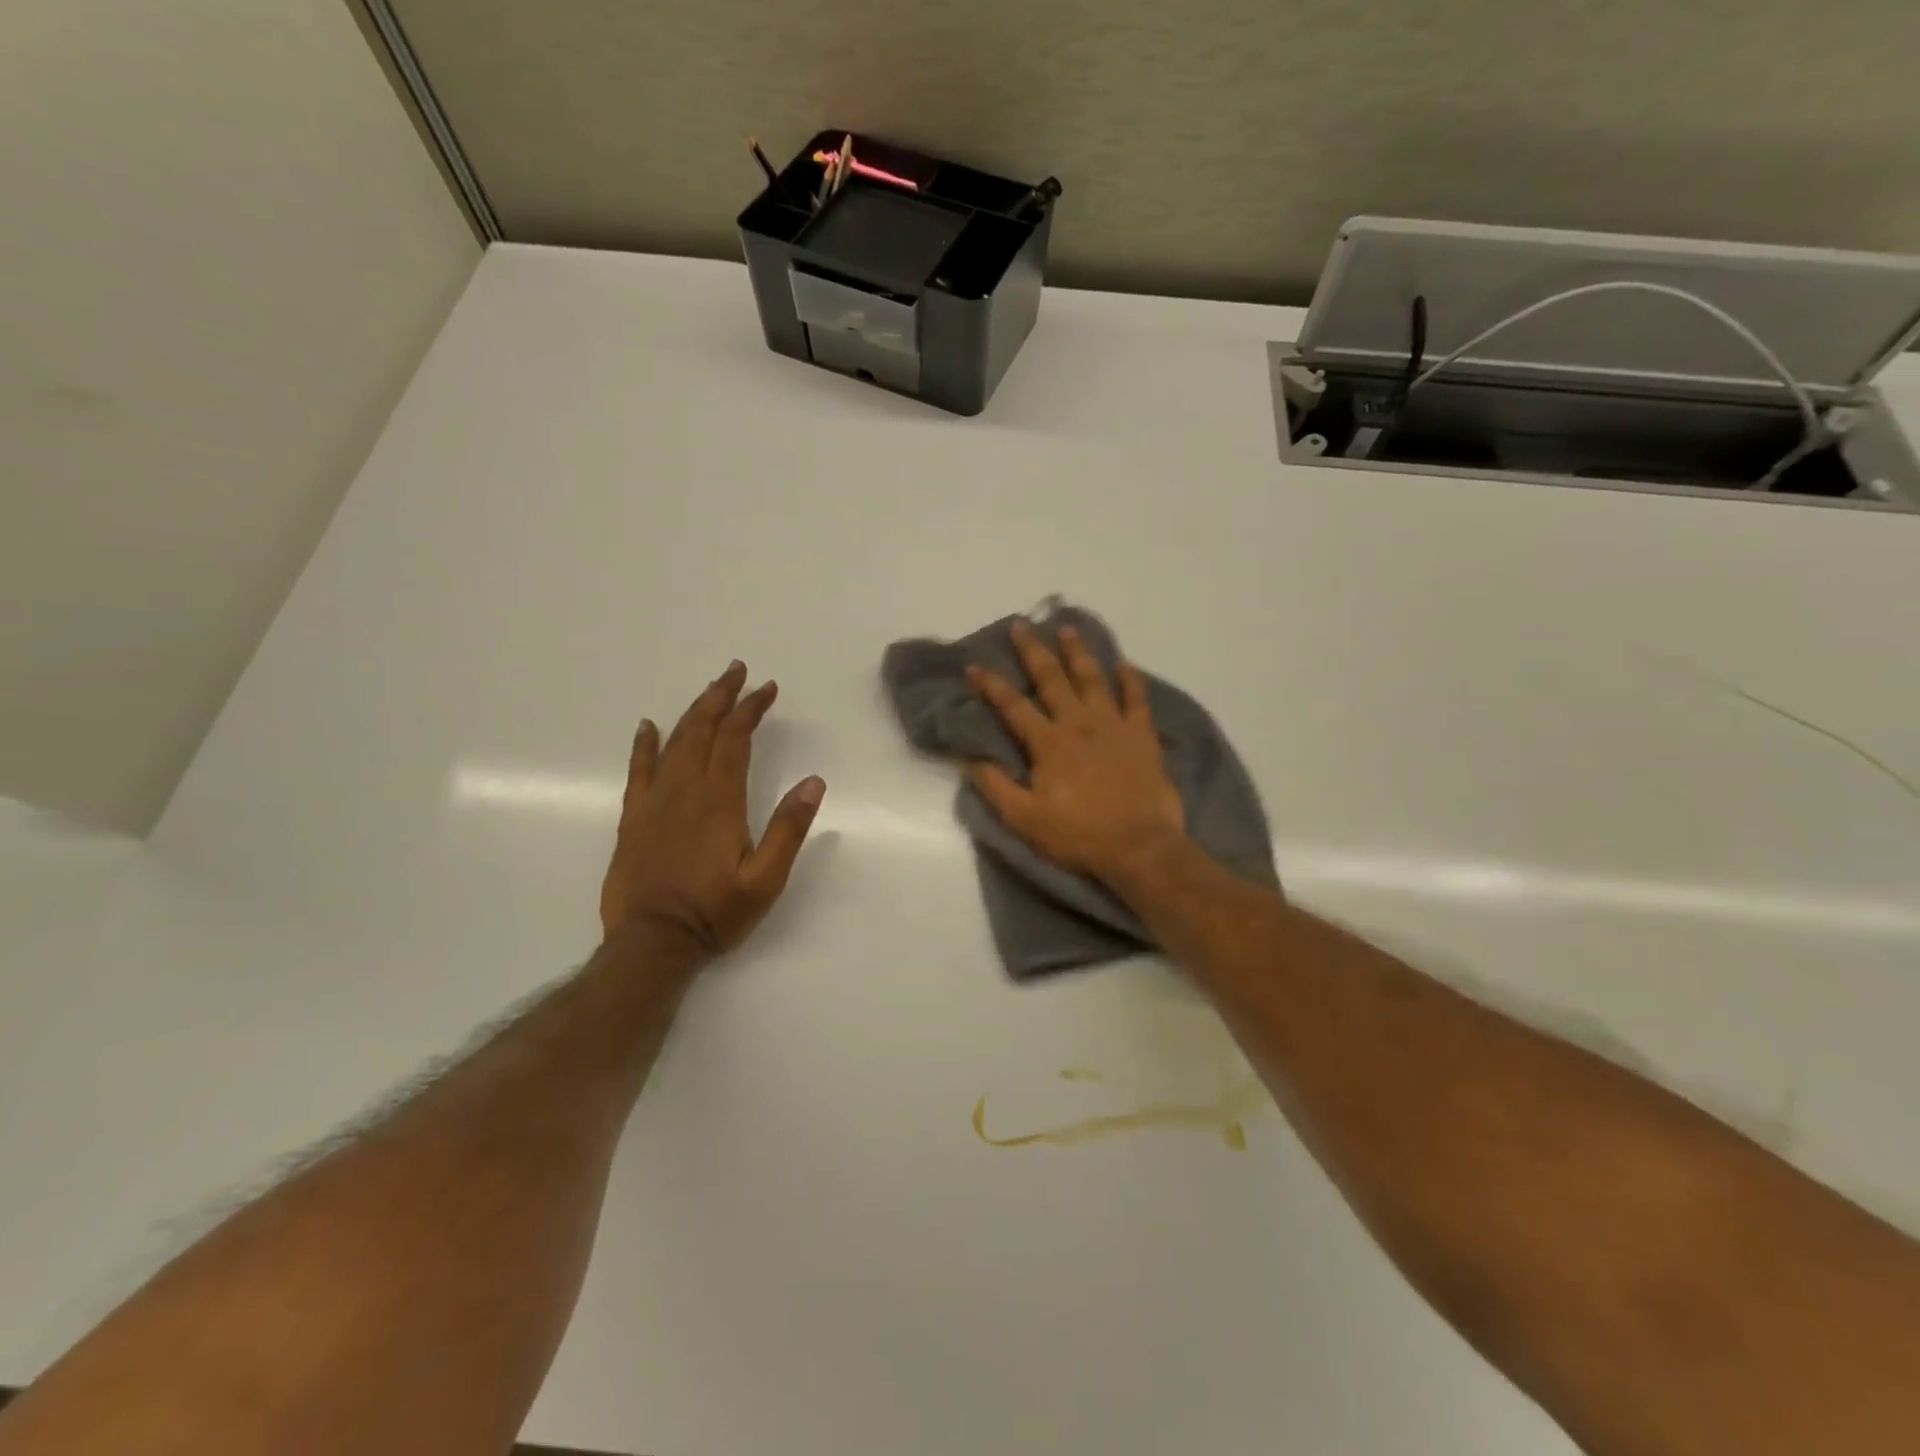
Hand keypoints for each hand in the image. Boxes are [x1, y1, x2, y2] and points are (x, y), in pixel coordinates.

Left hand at [600, 661, 825, 957]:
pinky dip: (645, 744)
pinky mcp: (634, 818)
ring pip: (673, 742)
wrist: (652, 943)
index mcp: (720, 800)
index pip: (736, 739)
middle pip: (703, 729)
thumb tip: (813, 782)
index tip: (767, 689)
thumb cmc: (715, 912)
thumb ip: (789, 828)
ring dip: (693, 711)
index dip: (751, 709)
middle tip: (737, 671)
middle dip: (722, 697)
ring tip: (710, 689)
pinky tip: (648, 726)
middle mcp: (685, 790)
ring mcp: (655, 802)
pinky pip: (638, 770)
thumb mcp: (766, 878)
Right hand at [966, 621, 1185, 884]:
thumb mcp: (1025, 819)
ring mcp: (1114, 725)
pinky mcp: (1143, 735)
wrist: (1140, 847)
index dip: (991, 685)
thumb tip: (966, 758)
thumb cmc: (1078, 835)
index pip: (1012, 706)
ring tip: (1068, 629)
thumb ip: (995, 786)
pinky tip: (1125, 663)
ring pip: (1093, 678)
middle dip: (1033, 650)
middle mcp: (1079, 723)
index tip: (974, 665)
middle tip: (1021, 624)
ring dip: (1078, 652)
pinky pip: (1137, 698)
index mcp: (1048, 743)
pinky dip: (1131, 679)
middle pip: (1052, 678)